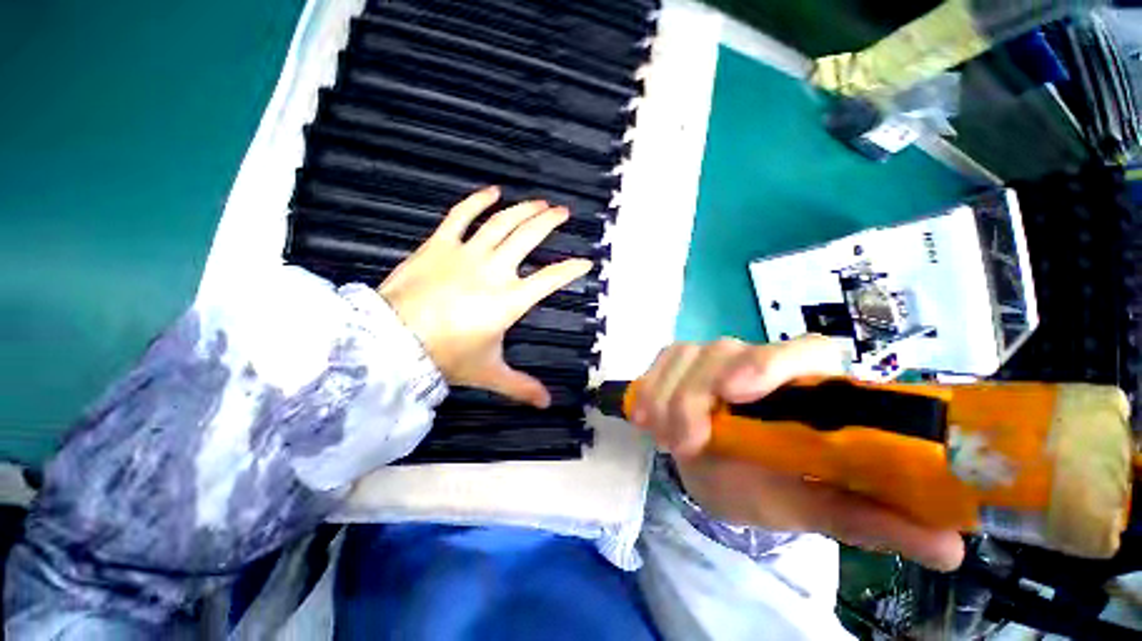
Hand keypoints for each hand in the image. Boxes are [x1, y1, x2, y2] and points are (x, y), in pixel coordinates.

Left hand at [379, 187, 591, 407]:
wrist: (392, 343)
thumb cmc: (446, 357)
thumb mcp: (488, 373)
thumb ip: (520, 386)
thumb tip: (547, 404)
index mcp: (510, 300)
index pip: (551, 279)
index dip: (571, 269)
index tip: (586, 262)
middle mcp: (494, 271)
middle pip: (528, 238)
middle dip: (549, 223)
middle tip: (563, 213)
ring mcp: (466, 254)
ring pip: (501, 223)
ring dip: (523, 210)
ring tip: (539, 202)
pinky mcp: (439, 245)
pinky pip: (461, 216)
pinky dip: (477, 201)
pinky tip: (493, 191)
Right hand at [630, 336, 965, 570]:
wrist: (716, 472)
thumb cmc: (767, 487)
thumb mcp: (810, 505)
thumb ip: (868, 519)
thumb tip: (951, 547)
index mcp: (805, 388)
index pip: (805, 351)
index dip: (771, 363)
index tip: (735, 394)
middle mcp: (758, 361)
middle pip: (726, 352)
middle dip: (696, 395)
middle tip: (685, 443)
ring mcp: (714, 356)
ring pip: (686, 355)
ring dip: (668, 397)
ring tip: (667, 440)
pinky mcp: (681, 361)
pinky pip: (662, 361)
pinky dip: (650, 387)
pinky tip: (645, 417)